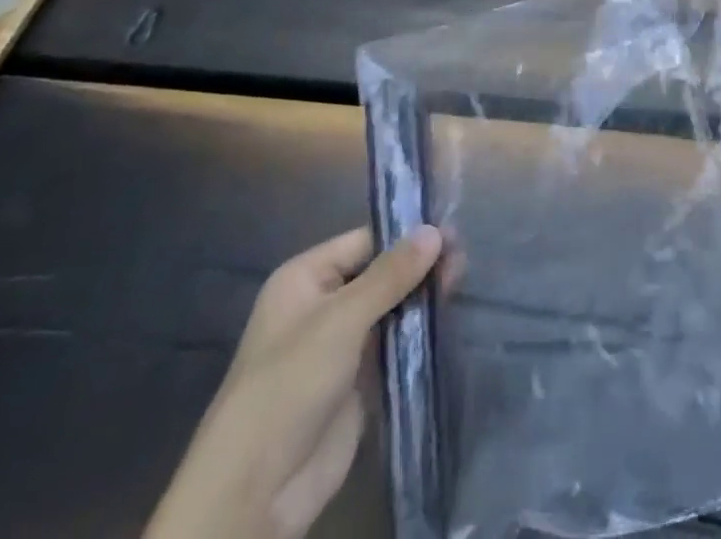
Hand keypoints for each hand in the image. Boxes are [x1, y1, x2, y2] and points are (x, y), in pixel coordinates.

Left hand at [145, 225, 442, 538]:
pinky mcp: (358, 380)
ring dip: (422, 297)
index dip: (406, 236)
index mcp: (306, 278)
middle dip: (419, 266)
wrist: (257, 490)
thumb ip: (391, 274)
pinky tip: (449, 316)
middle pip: (380, 273)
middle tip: (464, 260)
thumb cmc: (290, 384)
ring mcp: (341, 344)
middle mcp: (323, 304)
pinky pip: (393, 343)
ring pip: (390, 307)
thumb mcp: (342, 319)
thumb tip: (435, 230)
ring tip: (462, 282)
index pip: (365, 241)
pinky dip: (418, 331)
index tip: (452, 232)